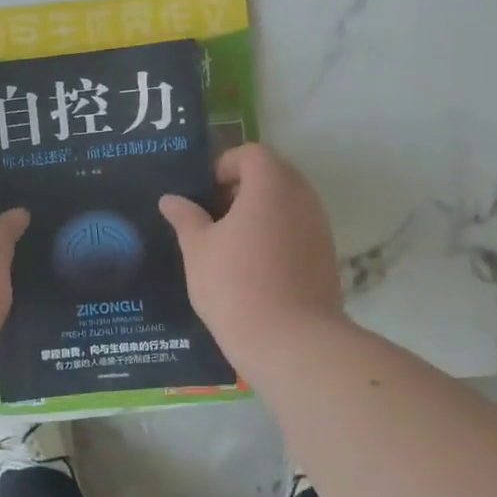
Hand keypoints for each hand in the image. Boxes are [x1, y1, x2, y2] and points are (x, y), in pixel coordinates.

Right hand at [160, 144, 344, 361]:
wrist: (291, 343)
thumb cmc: (236, 285)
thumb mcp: (198, 249)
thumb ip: (186, 218)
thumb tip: (171, 199)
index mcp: (271, 185)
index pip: (252, 154)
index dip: (224, 166)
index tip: (204, 195)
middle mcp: (302, 198)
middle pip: (273, 175)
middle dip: (241, 189)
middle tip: (212, 217)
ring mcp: (320, 228)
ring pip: (287, 204)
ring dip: (259, 213)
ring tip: (229, 244)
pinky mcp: (326, 258)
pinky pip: (298, 231)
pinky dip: (275, 236)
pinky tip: (252, 267)